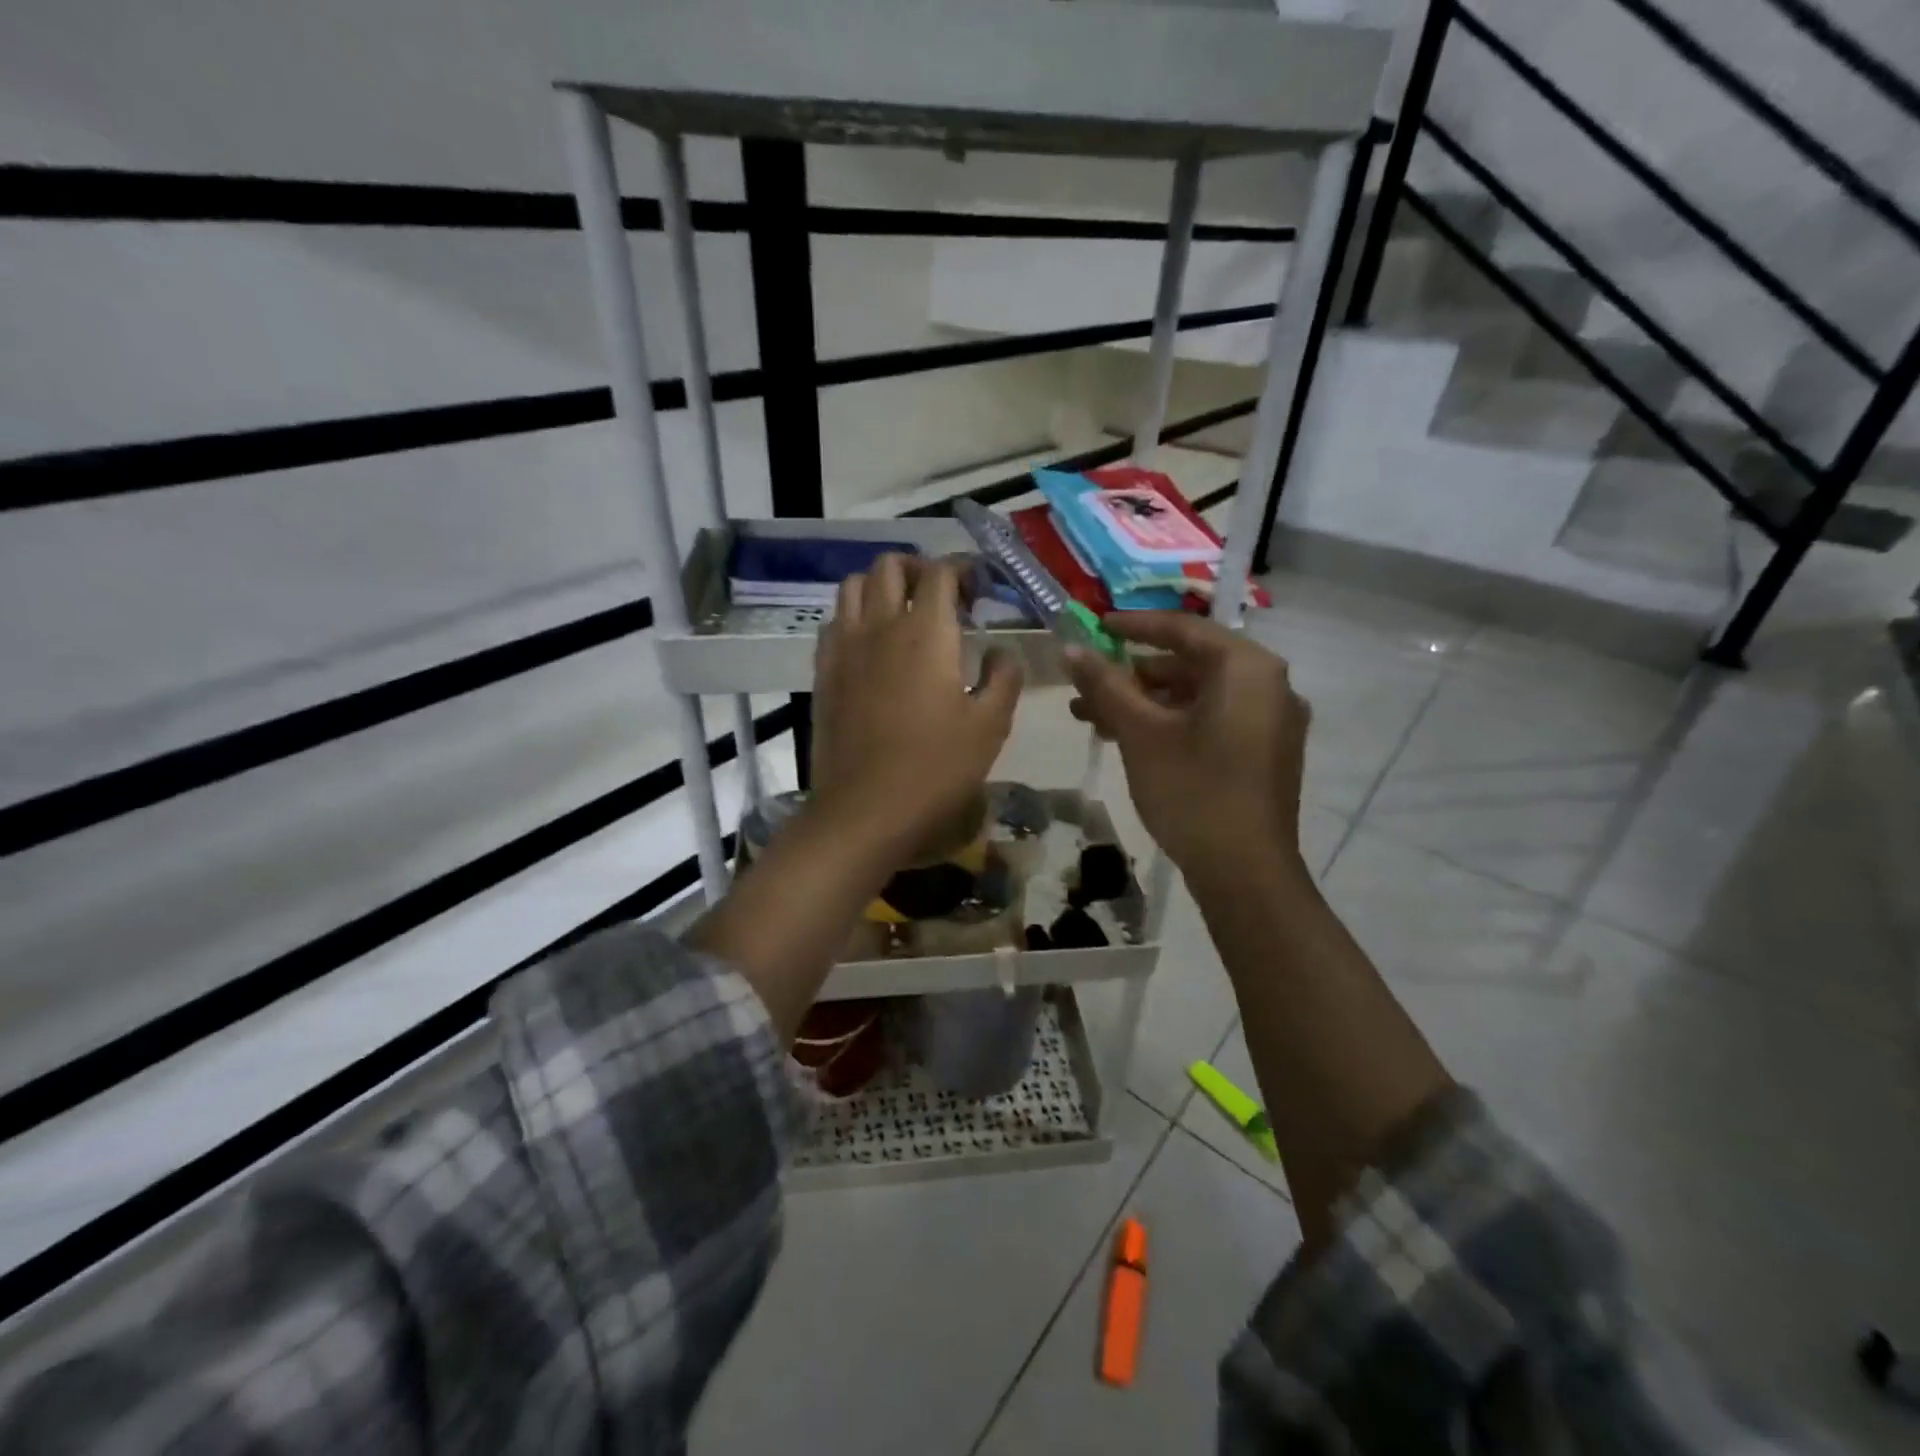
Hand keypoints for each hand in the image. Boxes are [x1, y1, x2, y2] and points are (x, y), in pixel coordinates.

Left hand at [810, 554, 1022, 862]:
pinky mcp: (823, 671)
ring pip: (854, 585)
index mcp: (926, 633)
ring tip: (903, 612)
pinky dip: (855, 616)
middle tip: (941, 597)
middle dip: (919, 569)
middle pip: (890, 566)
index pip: (939, 573)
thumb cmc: (935, 768)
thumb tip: (1002, 652)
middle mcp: (880, 625)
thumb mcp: (990, 726)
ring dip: (882, 585)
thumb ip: (1004, 678)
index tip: (977, 588)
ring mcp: (844, 647)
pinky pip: (835, 621)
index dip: (961, 570)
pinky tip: (871, 645)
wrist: (865, 809)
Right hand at [1066, 613, 1309, 879]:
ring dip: (1146, 703)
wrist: (1245, 873)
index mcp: (1246, 668)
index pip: (1183, 629)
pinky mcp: (1265, 753)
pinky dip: (1172, 723)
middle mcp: (1268, 685)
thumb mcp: (1141, 733)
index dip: (1133, 626)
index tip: (1094, 626)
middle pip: (1190, 664)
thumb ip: (1105, 685)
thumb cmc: (1192, 791)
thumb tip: (1070, 648)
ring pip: (1197, 696)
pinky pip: (1212, 720)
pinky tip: (1129, 739)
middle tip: (1087, 685)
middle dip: (1132, 675)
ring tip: (1093, 717)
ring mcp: (1271, 721)